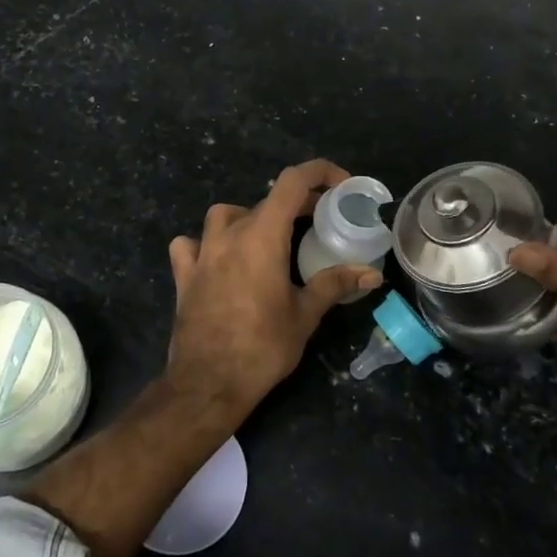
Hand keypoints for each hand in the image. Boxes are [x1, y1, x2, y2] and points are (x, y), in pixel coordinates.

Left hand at [166, 159, 381, 411]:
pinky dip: (205, 244)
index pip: (292, 183)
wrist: (208, 383)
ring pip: (224, 215)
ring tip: (267, 239)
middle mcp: (229, 234)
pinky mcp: (184, 275)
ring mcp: (202, 253)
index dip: (320, 173)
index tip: (341, 186)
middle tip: (318, 222)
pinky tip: (217, 260)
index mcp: (262, 236)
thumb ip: (335, 284)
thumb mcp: (305, 315)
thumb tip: (372, 273)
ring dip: (249, 218)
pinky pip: (190, 245)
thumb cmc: (262, 346)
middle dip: (296, 205)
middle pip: (265, 201)